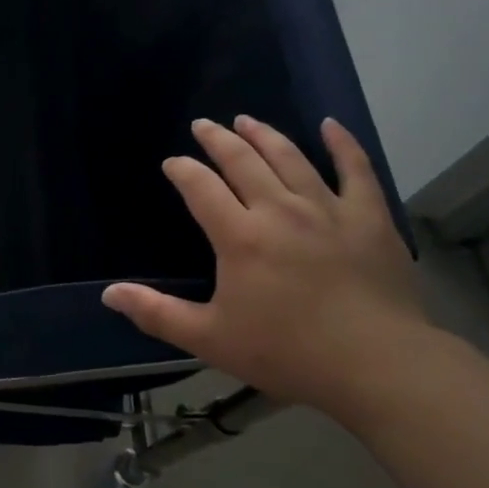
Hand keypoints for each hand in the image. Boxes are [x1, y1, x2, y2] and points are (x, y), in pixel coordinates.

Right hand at [102, 116, 427, 412]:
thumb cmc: (289, 353)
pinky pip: (356, 169)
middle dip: (217, 140)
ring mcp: (328, 209)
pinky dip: (342, 144)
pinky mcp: (369, 218)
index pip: (200, 187)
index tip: (172, 163)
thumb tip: (109, 294)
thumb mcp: (211, 339)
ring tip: (246, 120)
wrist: (379, 367)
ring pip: (290, 157)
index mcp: (240, 235)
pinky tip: (330, 126)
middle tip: (203, 125)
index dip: (182, 170)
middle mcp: (279, 209)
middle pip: (242, 160)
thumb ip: (158, 313)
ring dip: (264, 135)